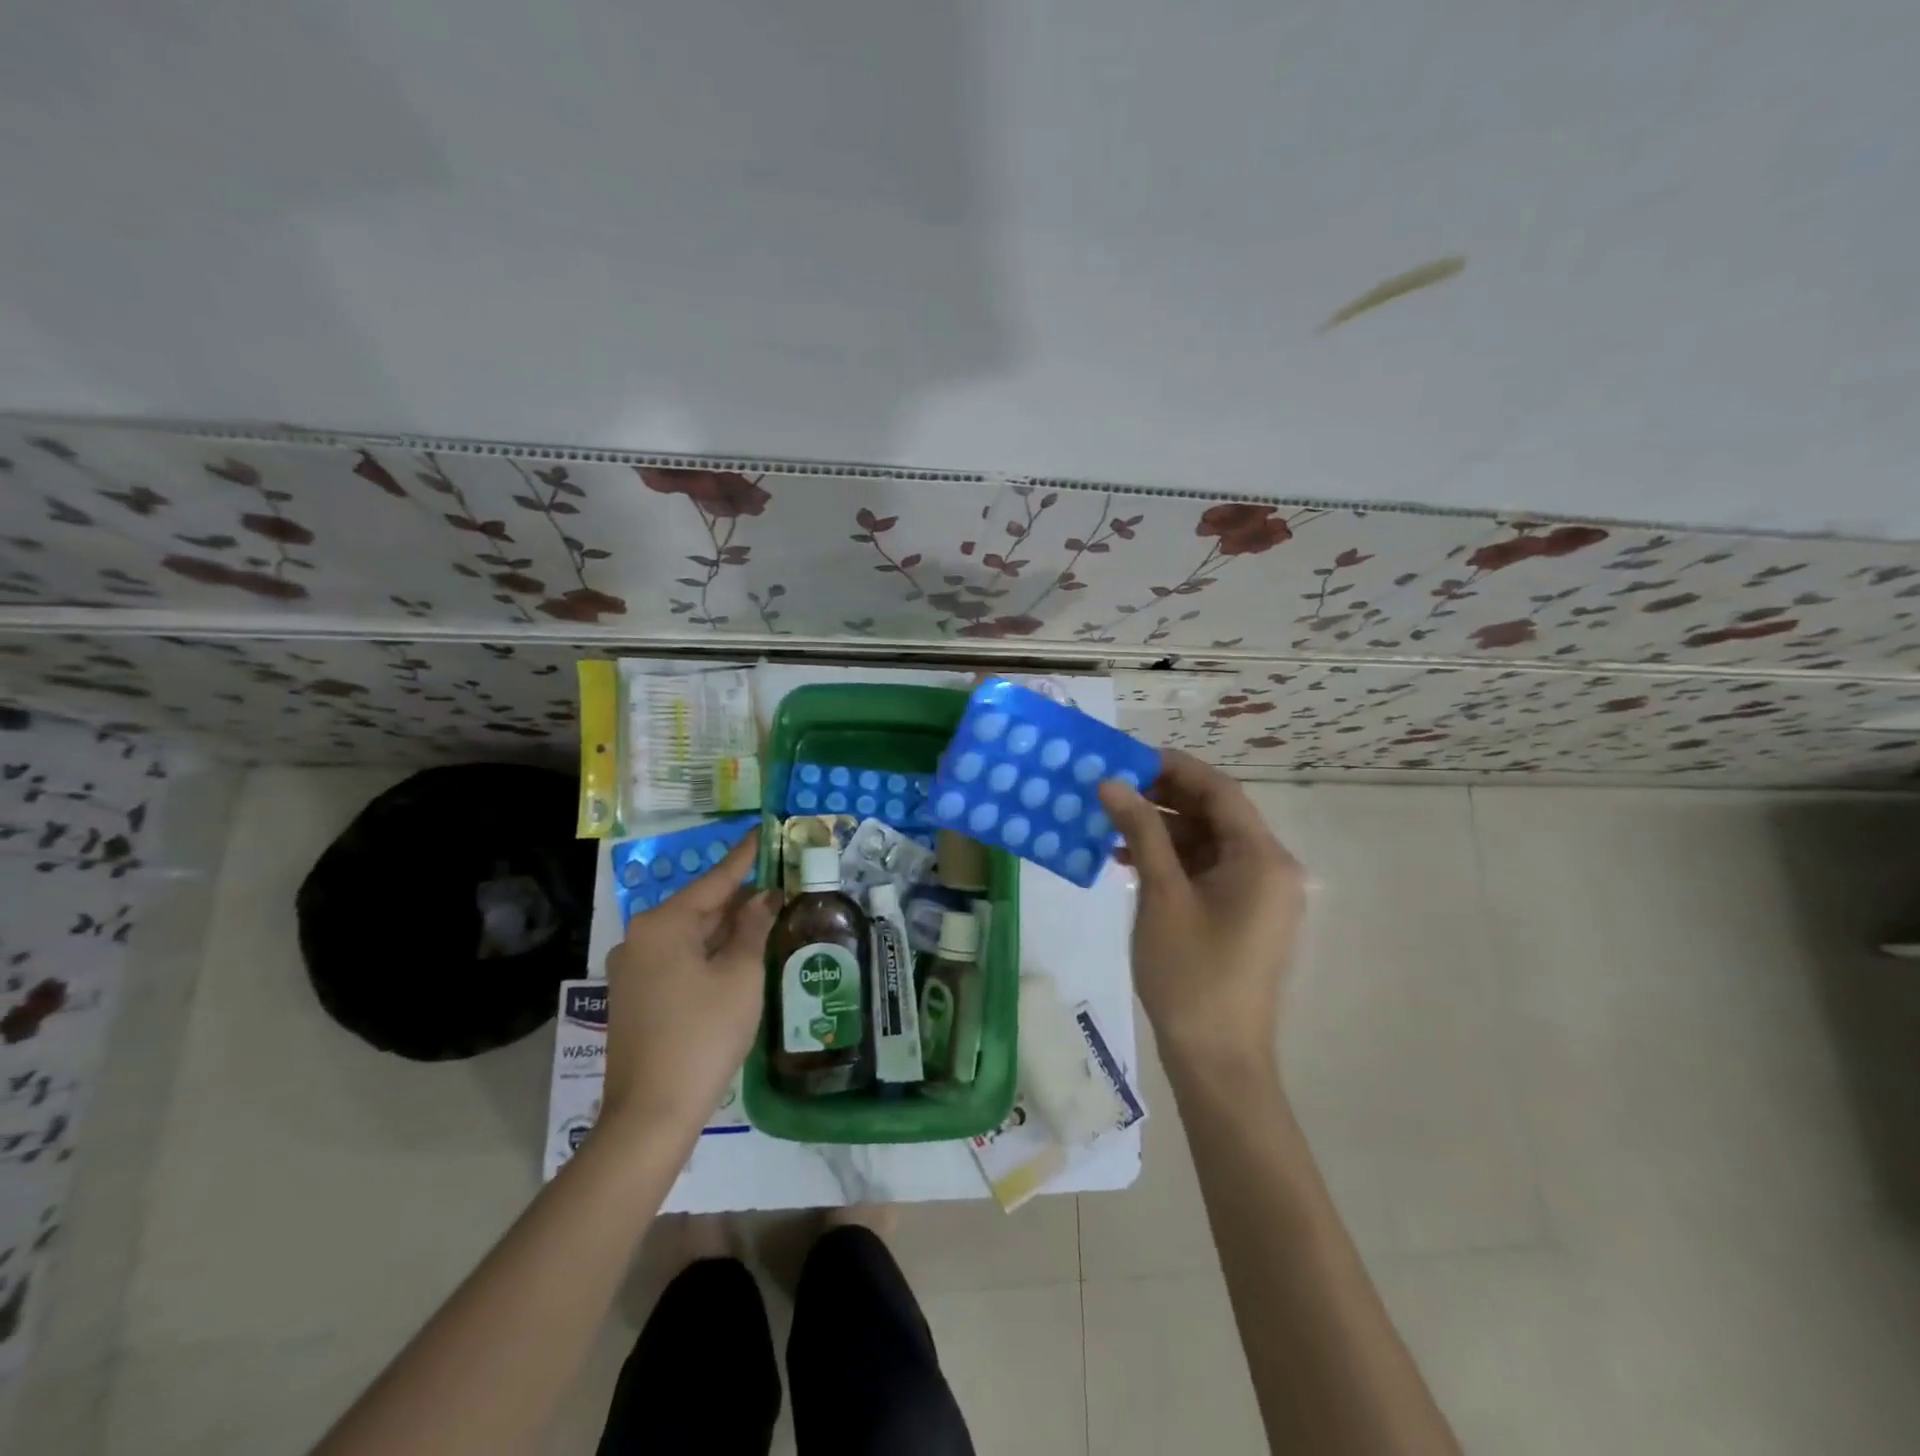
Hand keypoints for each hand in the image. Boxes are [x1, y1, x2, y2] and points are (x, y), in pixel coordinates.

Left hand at [599, 832, 778, 1141]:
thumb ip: (754, 928)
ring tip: (767, 914)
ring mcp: (633, 969)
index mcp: (663, 924)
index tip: (763, 830)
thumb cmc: (703, 1033)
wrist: (651, 1113)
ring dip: (727, 928)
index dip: (745, 857)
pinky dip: (709, 952)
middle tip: (779, 881)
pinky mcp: (635, 996)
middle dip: (740, 897)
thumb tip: (765, 897)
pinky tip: (738, 954)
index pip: (715, 879)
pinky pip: (679, 958)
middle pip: (700, 906)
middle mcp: (640, 938)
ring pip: (690, 935)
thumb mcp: (741, 975)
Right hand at [1098, 750, 1305, 1070]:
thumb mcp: (1161, 895)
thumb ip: (1140, 831)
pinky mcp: (1245, 916)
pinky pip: (1209, 871)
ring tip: (1111, 825)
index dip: (1174, 767)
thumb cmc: (1190, 973)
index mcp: (1262, 858)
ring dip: (1164, 830)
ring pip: (1209, 842)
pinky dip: (1174, 861)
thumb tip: (1111, 783)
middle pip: (1216, 814)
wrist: (1218, 1059)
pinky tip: (1130, 862)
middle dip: (1164, 797)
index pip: (1220, 790)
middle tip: (1113, 788)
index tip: (1127, 757)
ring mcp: (1260, 894)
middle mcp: (1271, 868)